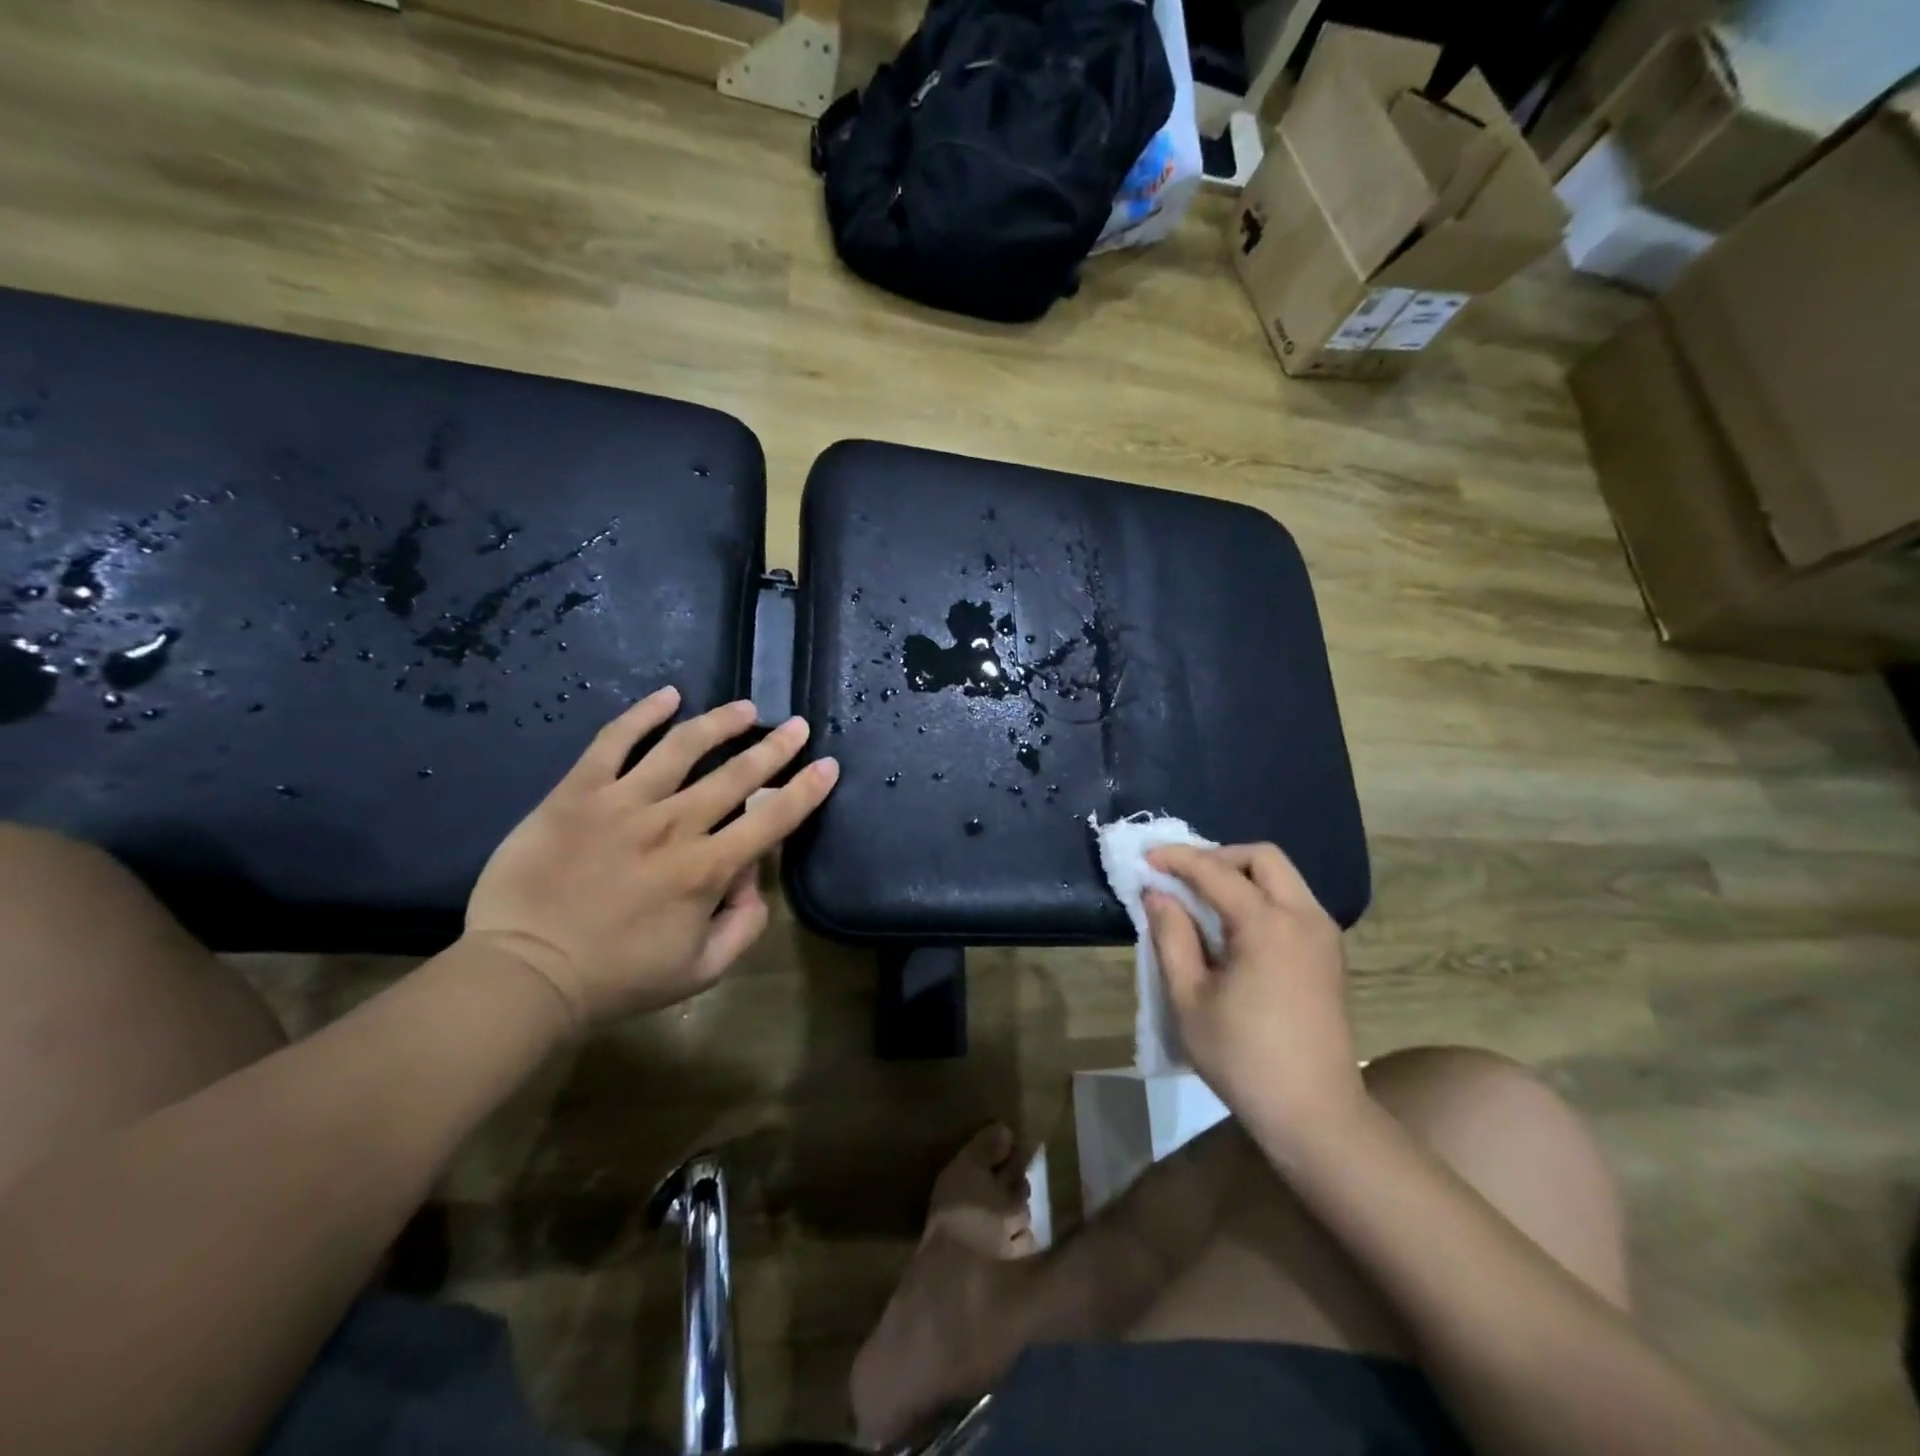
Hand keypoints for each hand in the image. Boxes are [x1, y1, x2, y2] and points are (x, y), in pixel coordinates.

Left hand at [465, 687, 839, 1029]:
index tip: (827, 765)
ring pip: (682, 747)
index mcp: (706, 869)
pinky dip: (643, 714)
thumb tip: (753, 877)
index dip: (806, 790)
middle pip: (736, 775)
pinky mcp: (578, 792)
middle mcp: (673, 825)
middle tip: (797, 725)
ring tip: (745, 709)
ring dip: (720, 723)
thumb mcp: (701, 971)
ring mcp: (623, 802)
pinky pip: (614, 740)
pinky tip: (668, 695)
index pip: (771, 819)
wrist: (523, 973)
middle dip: (775, 747)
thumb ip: (744, 925)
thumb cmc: (617, 978)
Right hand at [1144, 843, 1364, 1155]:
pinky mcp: (1329, 953)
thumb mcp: (1189, 1000)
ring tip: (1202, 899)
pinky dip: (1260, 896)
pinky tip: (1233, 926)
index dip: (1177, 859)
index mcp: (1268, 926)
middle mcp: (1304, 918)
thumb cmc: (1244, 1059)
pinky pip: (1292, 901)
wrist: (1316, 1114)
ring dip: (1241, 875)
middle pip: (1263, 857)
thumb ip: (1171, 937)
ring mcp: (1323, 935)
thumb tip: (1158, 894)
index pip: (1216, 871)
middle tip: (1183, 877)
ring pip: (1282, 876)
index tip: (1145, 858)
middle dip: (1218, 856)